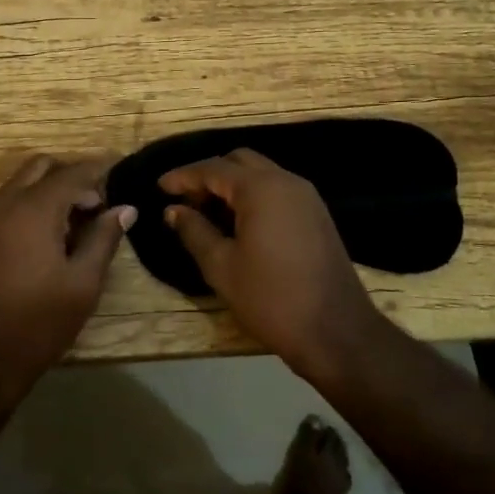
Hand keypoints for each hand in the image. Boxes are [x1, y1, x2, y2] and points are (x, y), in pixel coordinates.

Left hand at [0, 155, 135, 397]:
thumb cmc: (40, 321)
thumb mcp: (84, 282)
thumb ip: (104, 238)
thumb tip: (124, 208)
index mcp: (33, 210)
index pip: (72, 173)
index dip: (99, 169)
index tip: (121, 168)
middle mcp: (6, 204)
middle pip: (42, 167)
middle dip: (72, 174)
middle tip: (99, 202)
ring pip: (22, 182)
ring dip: (51, 188)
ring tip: (80, 220)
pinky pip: (9, 202)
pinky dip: (32, 203)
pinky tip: (52, 235)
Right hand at [159, 148, 389, 379]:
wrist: (335, 331)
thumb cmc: (271, 299)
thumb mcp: (221, 267)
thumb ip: (194, 231)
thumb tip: (173, 210)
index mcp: (261, 189)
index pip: (212, 168)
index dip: (183, 176)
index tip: (159, 187)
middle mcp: (286, 181)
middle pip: (240, 162)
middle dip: (209, 175)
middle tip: (186, 202)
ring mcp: (307, 197)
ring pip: (261, 174)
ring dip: (232, 185)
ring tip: (207, 213)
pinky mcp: (317, 215)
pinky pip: (278, 190)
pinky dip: (254, 196)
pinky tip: (238, 224)